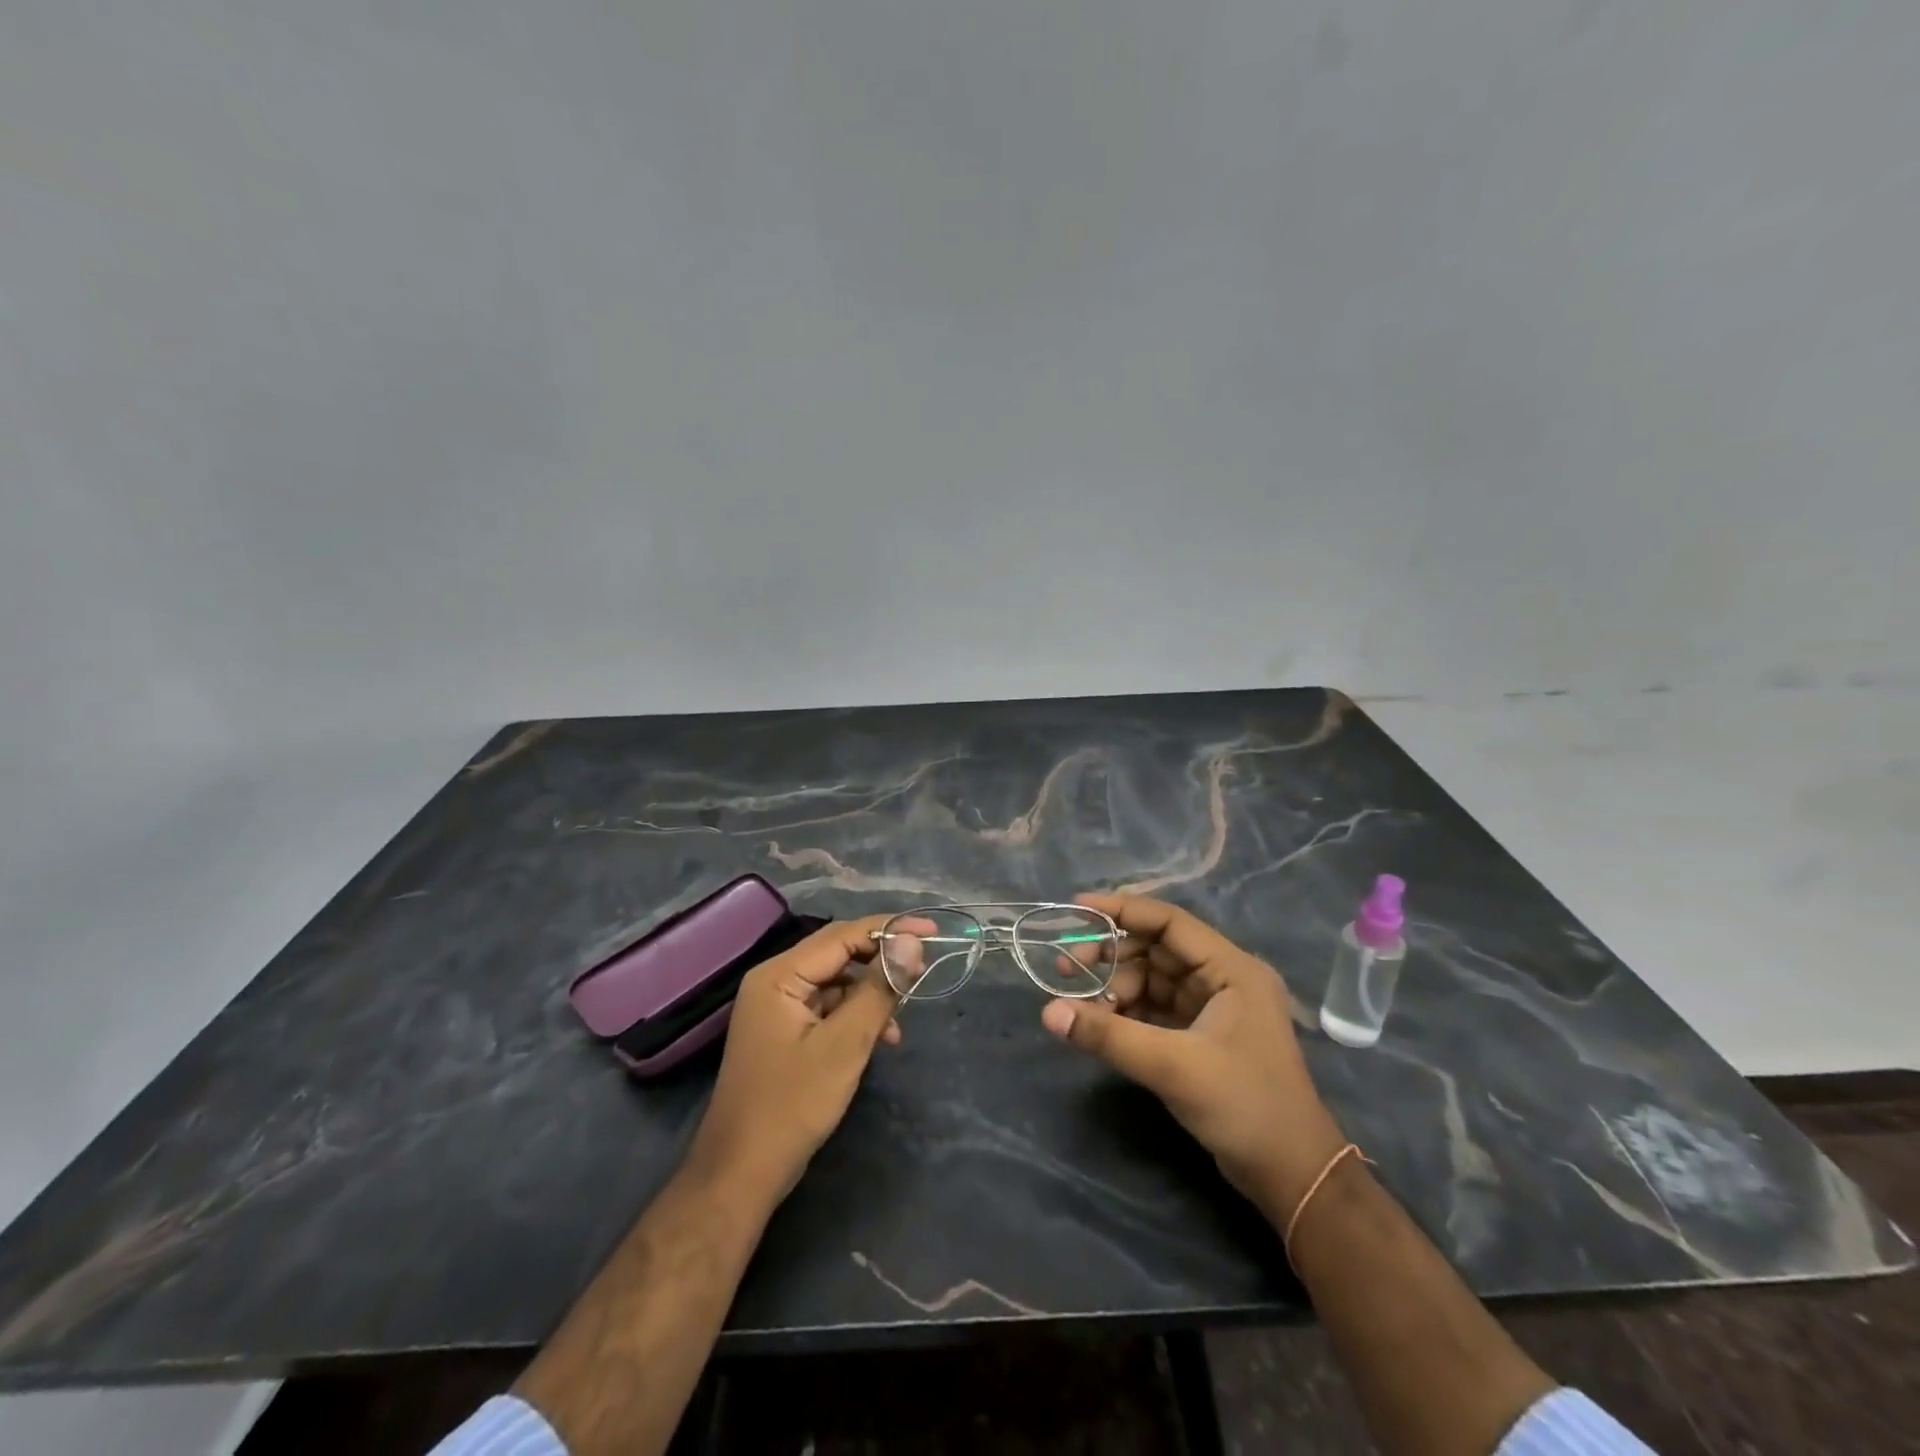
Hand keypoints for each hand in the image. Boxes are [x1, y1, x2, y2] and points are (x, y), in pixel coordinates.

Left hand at [688, 917, 902, 1202]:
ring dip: (871, 992)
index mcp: (779, 975)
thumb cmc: (792, 1105)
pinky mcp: (785, 1032)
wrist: (741, 1175)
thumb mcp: (845, 1045)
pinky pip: (828, 1008)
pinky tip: (881, 1037)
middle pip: (838, 953)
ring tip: (902, 1015)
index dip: (889, 928)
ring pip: (836, 982)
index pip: (842, 935)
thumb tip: (911, 942)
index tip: (932, 930)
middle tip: (923, 966)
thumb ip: (879, 989)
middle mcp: (775, 981)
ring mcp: (777, 1008)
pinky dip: (856, 1015)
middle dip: (882, 959)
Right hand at [1040, 893, 1346, 1218]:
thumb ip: (1108, 1036)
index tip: (1076, 909)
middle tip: (1067, 967)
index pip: (1169, 921)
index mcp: (1231, 969)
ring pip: (1152, 980)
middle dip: (1111, 955)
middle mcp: (1223, 979)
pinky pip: (1155, 1009)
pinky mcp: (1202, 1036)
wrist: (1292, 1176)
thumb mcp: (1172, 1066)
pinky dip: (1126, 1012)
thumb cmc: (1244, 1106)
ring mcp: (1213, 1008)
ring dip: (1115, 987)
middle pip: (1156, 949)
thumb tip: (1048, 1013)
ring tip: (1080, 1004)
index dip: (1122, 910)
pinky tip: (1098, 1021)